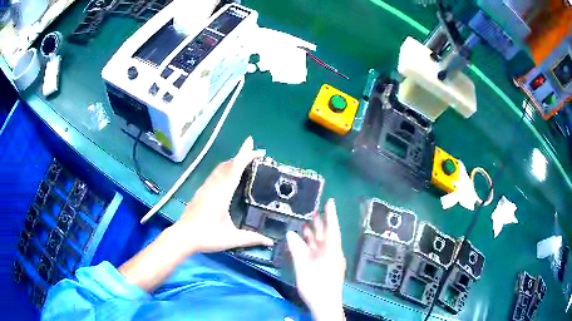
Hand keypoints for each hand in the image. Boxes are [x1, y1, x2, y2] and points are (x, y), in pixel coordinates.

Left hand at [172, 136, 272, 253]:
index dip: (244, 154)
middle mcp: (213, 186)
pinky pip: (215, 174)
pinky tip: (229, 175)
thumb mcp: (231, 239)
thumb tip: (270, 242)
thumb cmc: (207, 237)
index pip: (234, 169)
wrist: (183, 237)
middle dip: (242, 156)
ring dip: (233, 161)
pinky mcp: (200, 191)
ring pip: (220, 168)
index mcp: (222, 194)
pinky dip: (225, 169)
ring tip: (246, 162)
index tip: (252, 142)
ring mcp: (205, 187)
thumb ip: (251, 238)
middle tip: (258, 155)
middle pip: (228, 165)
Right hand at [287, 199, 345, 320]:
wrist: (325, 305)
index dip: (331, 215)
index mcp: (332, 252)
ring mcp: (329, 261)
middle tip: (311, 209)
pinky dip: (310, 245)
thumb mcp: (304, 268)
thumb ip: (297, 250)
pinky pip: (318, 251)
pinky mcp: (325, 267)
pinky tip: (302, 241)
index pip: (332, 229)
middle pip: (326, 234)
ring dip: (314, 233)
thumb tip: (290, 233)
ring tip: (305, 222)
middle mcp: (333, 253)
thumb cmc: (317, 286)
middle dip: (320, 222)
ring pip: (321, 243)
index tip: (330, 201)